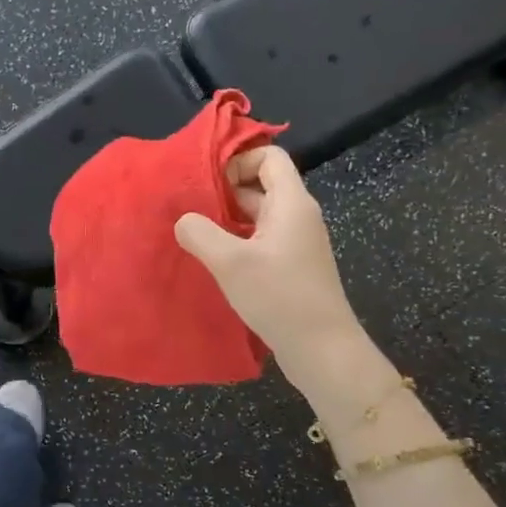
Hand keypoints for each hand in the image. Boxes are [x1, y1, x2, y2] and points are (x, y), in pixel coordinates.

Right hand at [174, 147, 365, 398]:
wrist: (322, 349)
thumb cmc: (279, 297)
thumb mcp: (230, 262)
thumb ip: (199, 233)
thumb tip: (183, 220)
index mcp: (291, 202)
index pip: (269, 156)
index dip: (238, 159)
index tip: (205, 179)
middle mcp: (297, 215)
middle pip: (261, 183)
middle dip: (224, 189)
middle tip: (188, 204)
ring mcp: (296, 242)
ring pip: (258, 213)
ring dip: (227, 217)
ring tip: (193, 230)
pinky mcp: (291, 265)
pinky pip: (260, 238)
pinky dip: (236, 239)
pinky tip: (212, 257)